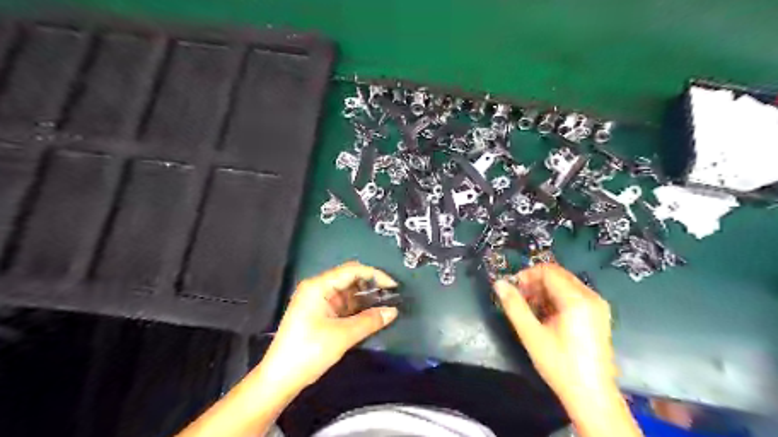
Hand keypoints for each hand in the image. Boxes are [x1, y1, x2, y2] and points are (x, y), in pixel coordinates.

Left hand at [261, 260, 397, 390]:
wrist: (280, 379)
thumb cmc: (309, 352)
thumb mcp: (342, 336)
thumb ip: (370, 321)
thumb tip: (393, 311)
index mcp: (318, 286)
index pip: (352, 270)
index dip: (375, 275)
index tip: (394, 286)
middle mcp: (317, 288)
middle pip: (349, 278)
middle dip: (371, 286)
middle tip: (392, 297)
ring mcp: (317, 300)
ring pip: (347, 292)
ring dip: (365, 297)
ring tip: (386, 305)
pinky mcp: (319, 313)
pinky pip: (342, 304)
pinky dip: (357, 308)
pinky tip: (371, 314)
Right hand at [495, 263, 617, 408]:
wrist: (591, 396)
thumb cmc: (560, 365)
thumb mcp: (531, 335)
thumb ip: (514, 306)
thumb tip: (498, 283)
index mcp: (577, 300)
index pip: (549, 271)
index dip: (527, 275)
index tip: (513, 289)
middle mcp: (591, 297)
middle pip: (558, 275)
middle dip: (535, 283)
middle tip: (520, 300)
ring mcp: (598, 306)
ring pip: (565, 284)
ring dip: (544, 291)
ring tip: (531, 310)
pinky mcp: (598, 315)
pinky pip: (573, 295)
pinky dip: (556, 299)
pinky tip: (546, 316)